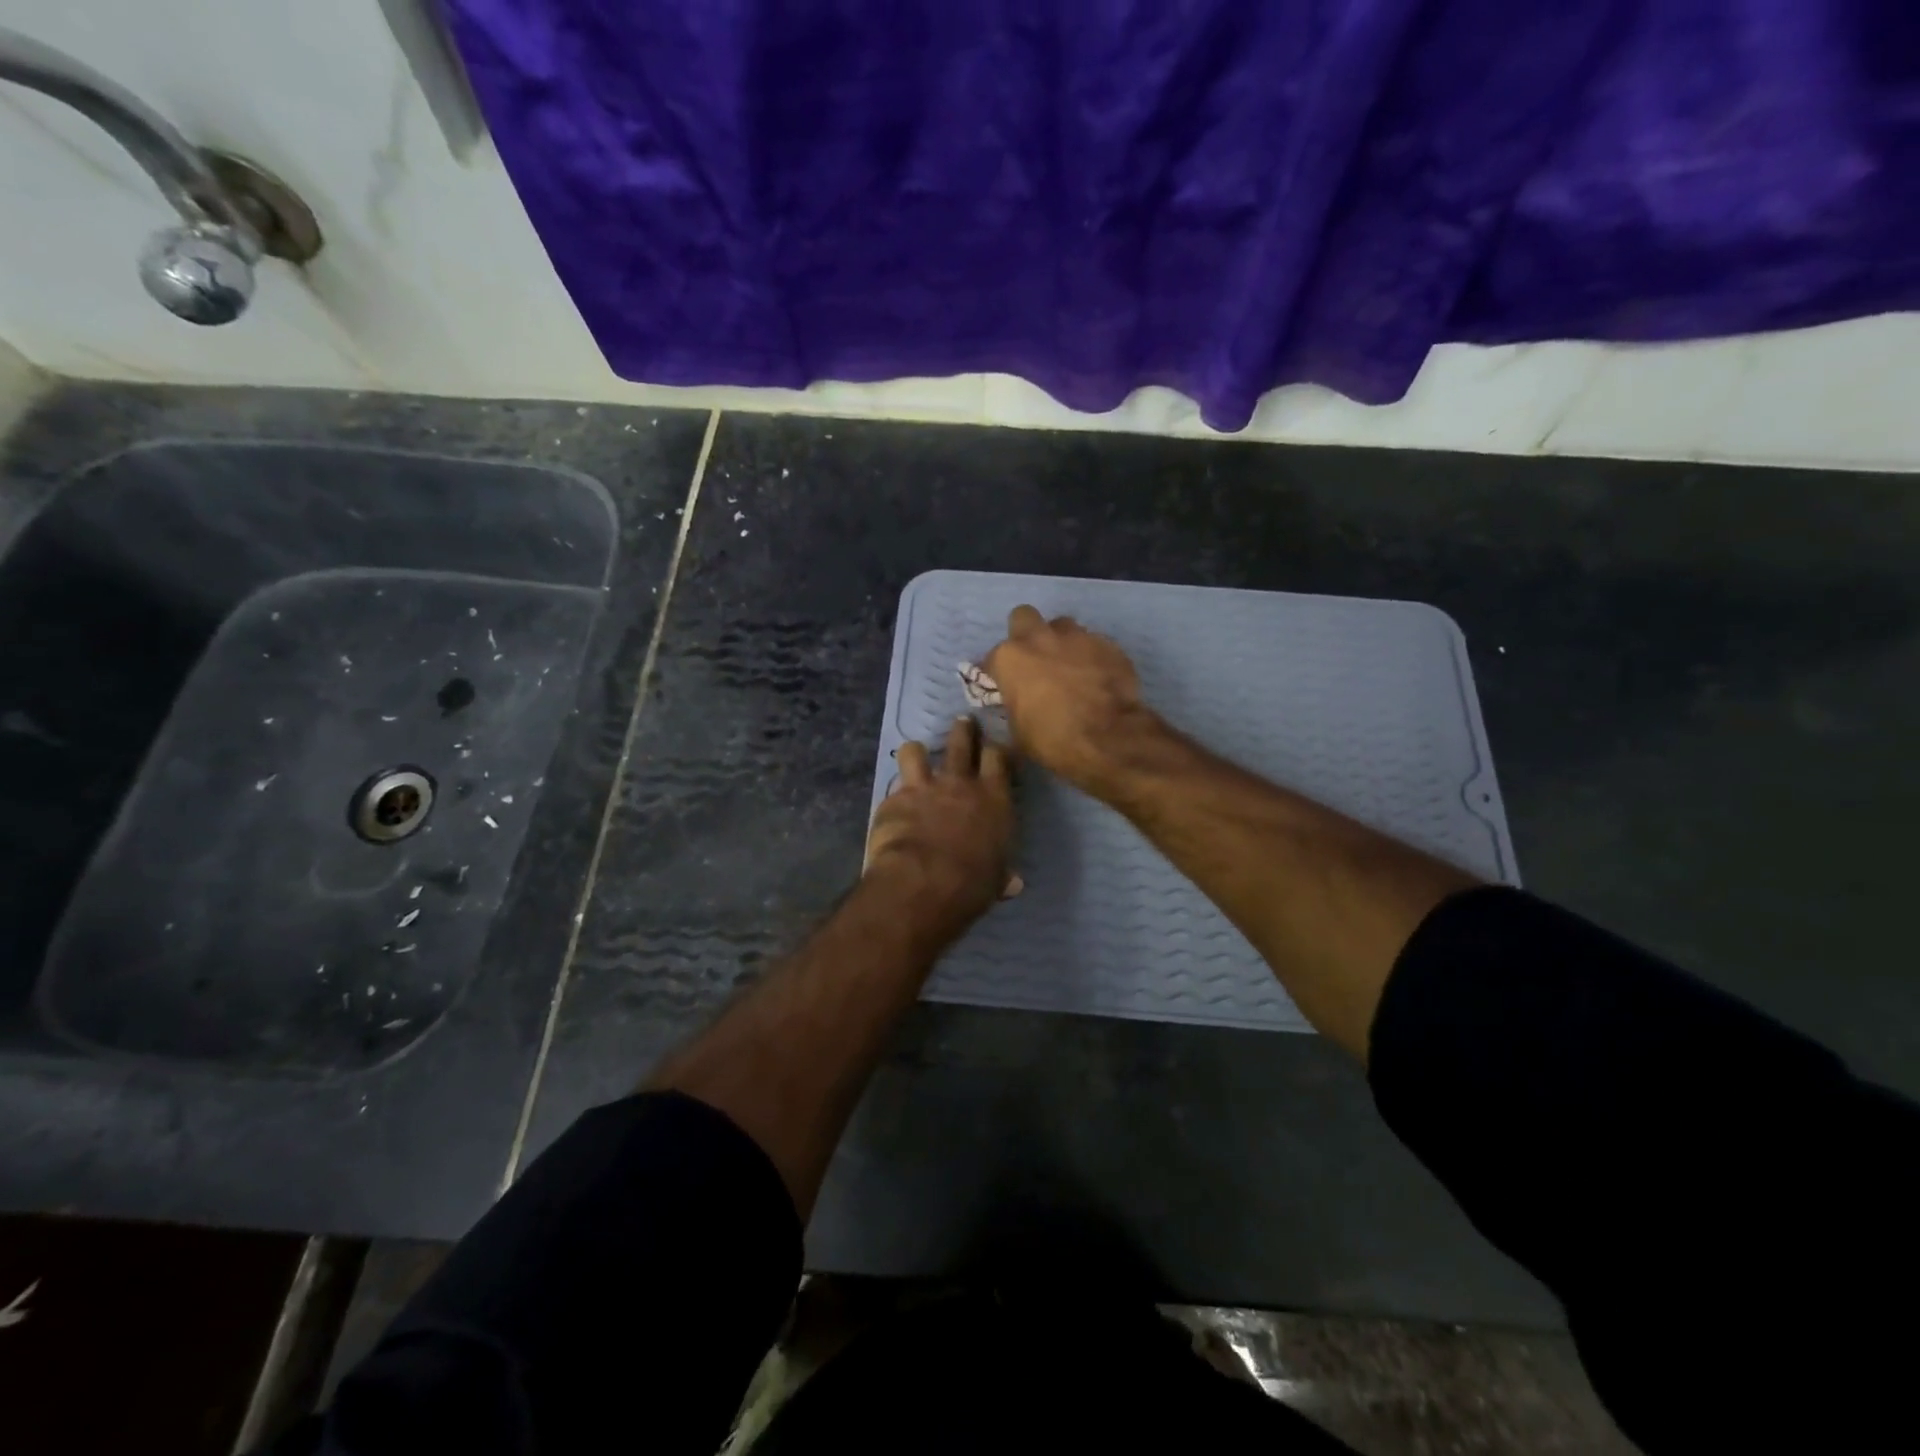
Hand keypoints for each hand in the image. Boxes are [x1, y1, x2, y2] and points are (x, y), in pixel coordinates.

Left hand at [865, 716, 1019, 941]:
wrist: (923, 882)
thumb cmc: (972, 883)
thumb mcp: (996, 879)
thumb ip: (1002, 874)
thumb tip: (1013, 884)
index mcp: (994, 798)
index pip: (999, 757)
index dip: (998, 749)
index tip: (997, 747)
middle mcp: (960, 784)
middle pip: (962, 742)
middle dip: (963, 730)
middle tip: (963, 722)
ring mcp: (923, 788)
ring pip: (916, 751)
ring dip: (917, 751)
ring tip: (916, 752)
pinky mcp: (893, 800)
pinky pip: (893, 790)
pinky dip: (895, 796)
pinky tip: (892, 808)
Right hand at [983, 605, 1163, 794]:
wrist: (1107, 737)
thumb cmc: (1052, 739)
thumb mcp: (1018, 730)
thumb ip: (1014, 705)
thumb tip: (1019, 702)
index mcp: (1010, 658)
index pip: (992, 658)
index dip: (998, 673)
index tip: (1004, 686)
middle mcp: (1039, 638)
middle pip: (1024, 617)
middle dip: (1026, 634)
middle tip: (1034, 660)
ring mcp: (1076, 637)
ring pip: (1062, 626)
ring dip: (1060, 642)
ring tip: (1069, 667)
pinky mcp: (1107, 644)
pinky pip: (1093, 643)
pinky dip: (1090, 657)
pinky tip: (1096, 677)